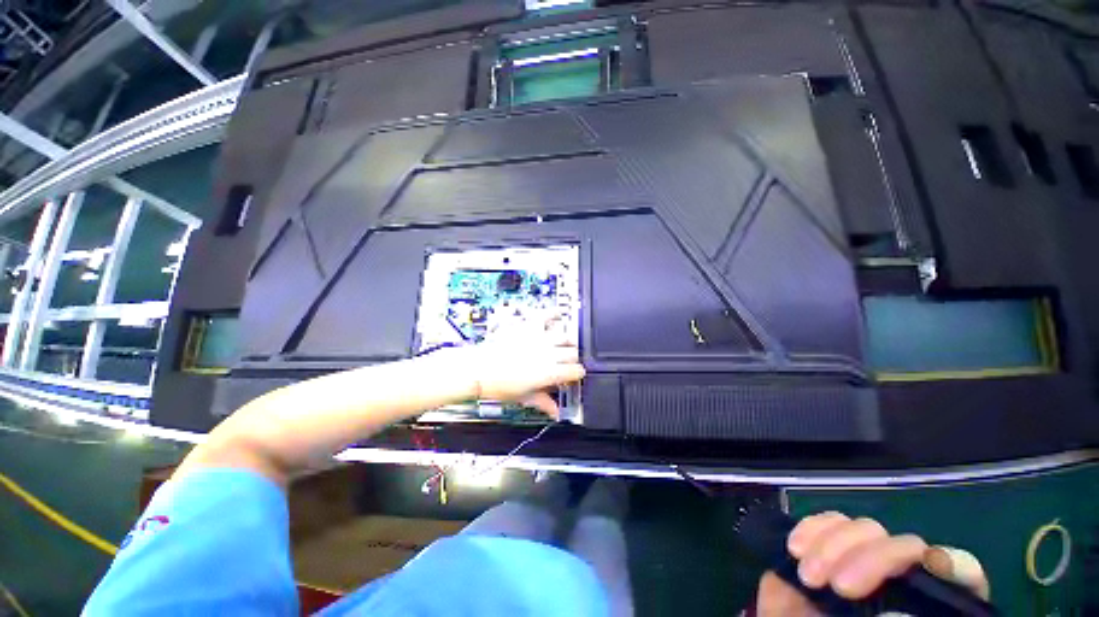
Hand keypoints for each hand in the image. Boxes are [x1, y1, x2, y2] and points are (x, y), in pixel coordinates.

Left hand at [443, 321, 584, 417]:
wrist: (479, 369)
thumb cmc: (499, 385)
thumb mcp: (524, 397)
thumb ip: (543, 402)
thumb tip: (556, 412)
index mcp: (550, 372)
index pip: (576, 371)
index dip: (576, 374)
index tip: (573, 376)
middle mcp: (549, 353)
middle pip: (573, 352)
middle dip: (572, 359)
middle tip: (566, 363)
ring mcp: (540, 338)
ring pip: (565, 335)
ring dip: (567, 341)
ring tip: (564, 344)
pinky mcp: (529, 326)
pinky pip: (546, 315)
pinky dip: (553, 313)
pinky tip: (558, 314)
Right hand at [755, 512, 989, 615]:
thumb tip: (895, 613)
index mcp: (929, 604)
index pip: (961, 573)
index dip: (951, 563)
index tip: (925, 569)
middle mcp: (904, 578)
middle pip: (904, 544)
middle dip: (868, 558)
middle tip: (839, 587)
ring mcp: (863, 559)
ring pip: (863, 528)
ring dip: (831, 545)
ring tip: (809, 577)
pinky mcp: (826, 546)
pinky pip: (825, 521)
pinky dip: (810, 529)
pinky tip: (796, 550)